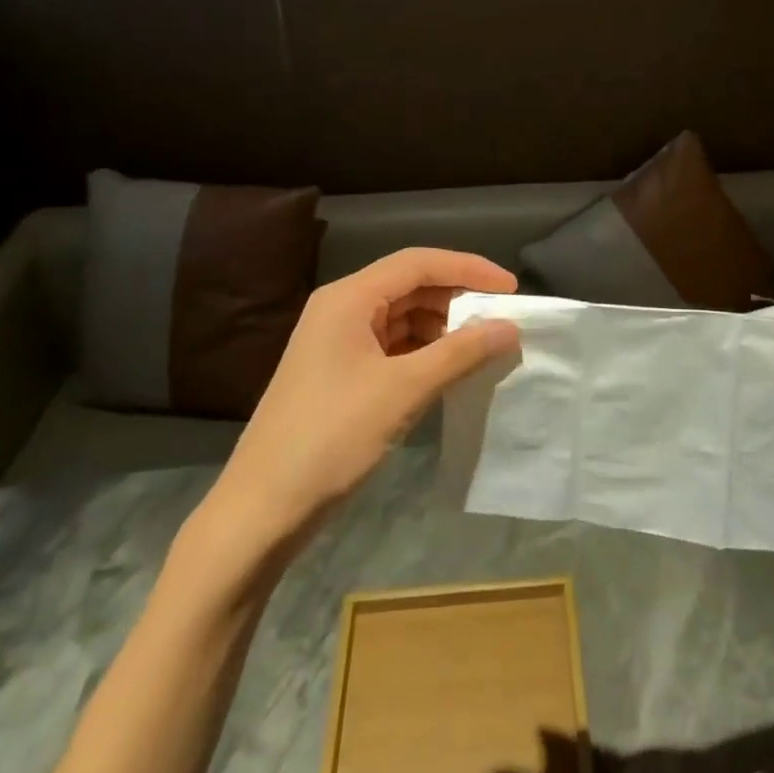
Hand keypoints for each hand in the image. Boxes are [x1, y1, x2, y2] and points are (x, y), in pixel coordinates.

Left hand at [182, 249, 519, 588]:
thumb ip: (460, 353)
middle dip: (457, 299)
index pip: (419, 263)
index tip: (511, 289)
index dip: (469, 269)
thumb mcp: (403, 390)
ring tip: (482, 347)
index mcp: (348, 298)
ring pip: (402, 317)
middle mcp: (341, 309)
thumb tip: (510, 328)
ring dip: (442, 328)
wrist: (262, 509)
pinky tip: (450, 370)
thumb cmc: (332, 437)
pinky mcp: (340, 373)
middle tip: (501, 320)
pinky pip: (392, 346)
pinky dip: (424, 352)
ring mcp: (338, 342)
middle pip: (410, 286)